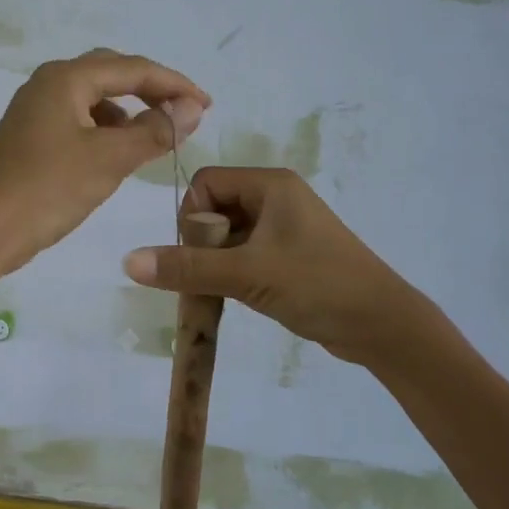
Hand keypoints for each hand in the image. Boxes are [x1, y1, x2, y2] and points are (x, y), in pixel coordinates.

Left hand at [0, 49, 209, 272]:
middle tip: (184, 114)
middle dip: (151, 91)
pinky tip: (117, 155)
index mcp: (65, 79)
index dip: (174, 84)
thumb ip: (155, 131)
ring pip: (94, 100)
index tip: (207, 105)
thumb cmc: (46, 189)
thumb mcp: (109, 159)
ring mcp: (36, 112)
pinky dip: (106, 131)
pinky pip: (79, 122)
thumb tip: (192, 108)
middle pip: (111, 74)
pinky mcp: (31, 138)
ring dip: (128, 112)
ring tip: (155, 137)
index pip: (132, 68)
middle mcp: (48, 85)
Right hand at [122, 168, 423, 364]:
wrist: (381, 325)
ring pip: (228, 237)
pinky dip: (232, 274)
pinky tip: (236, 298)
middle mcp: (276, 198)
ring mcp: (285, 229)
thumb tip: (127, 261)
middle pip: (215, 209)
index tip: (200, 255)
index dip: (193, 216)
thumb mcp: (247, 274)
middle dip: (203, 244)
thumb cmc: (317, 284)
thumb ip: (187, 267)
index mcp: (270, 185)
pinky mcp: (289, 257)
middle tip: (211, 277)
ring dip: (215, 263)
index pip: (206, 183)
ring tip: (221, 293)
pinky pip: (245, 255)